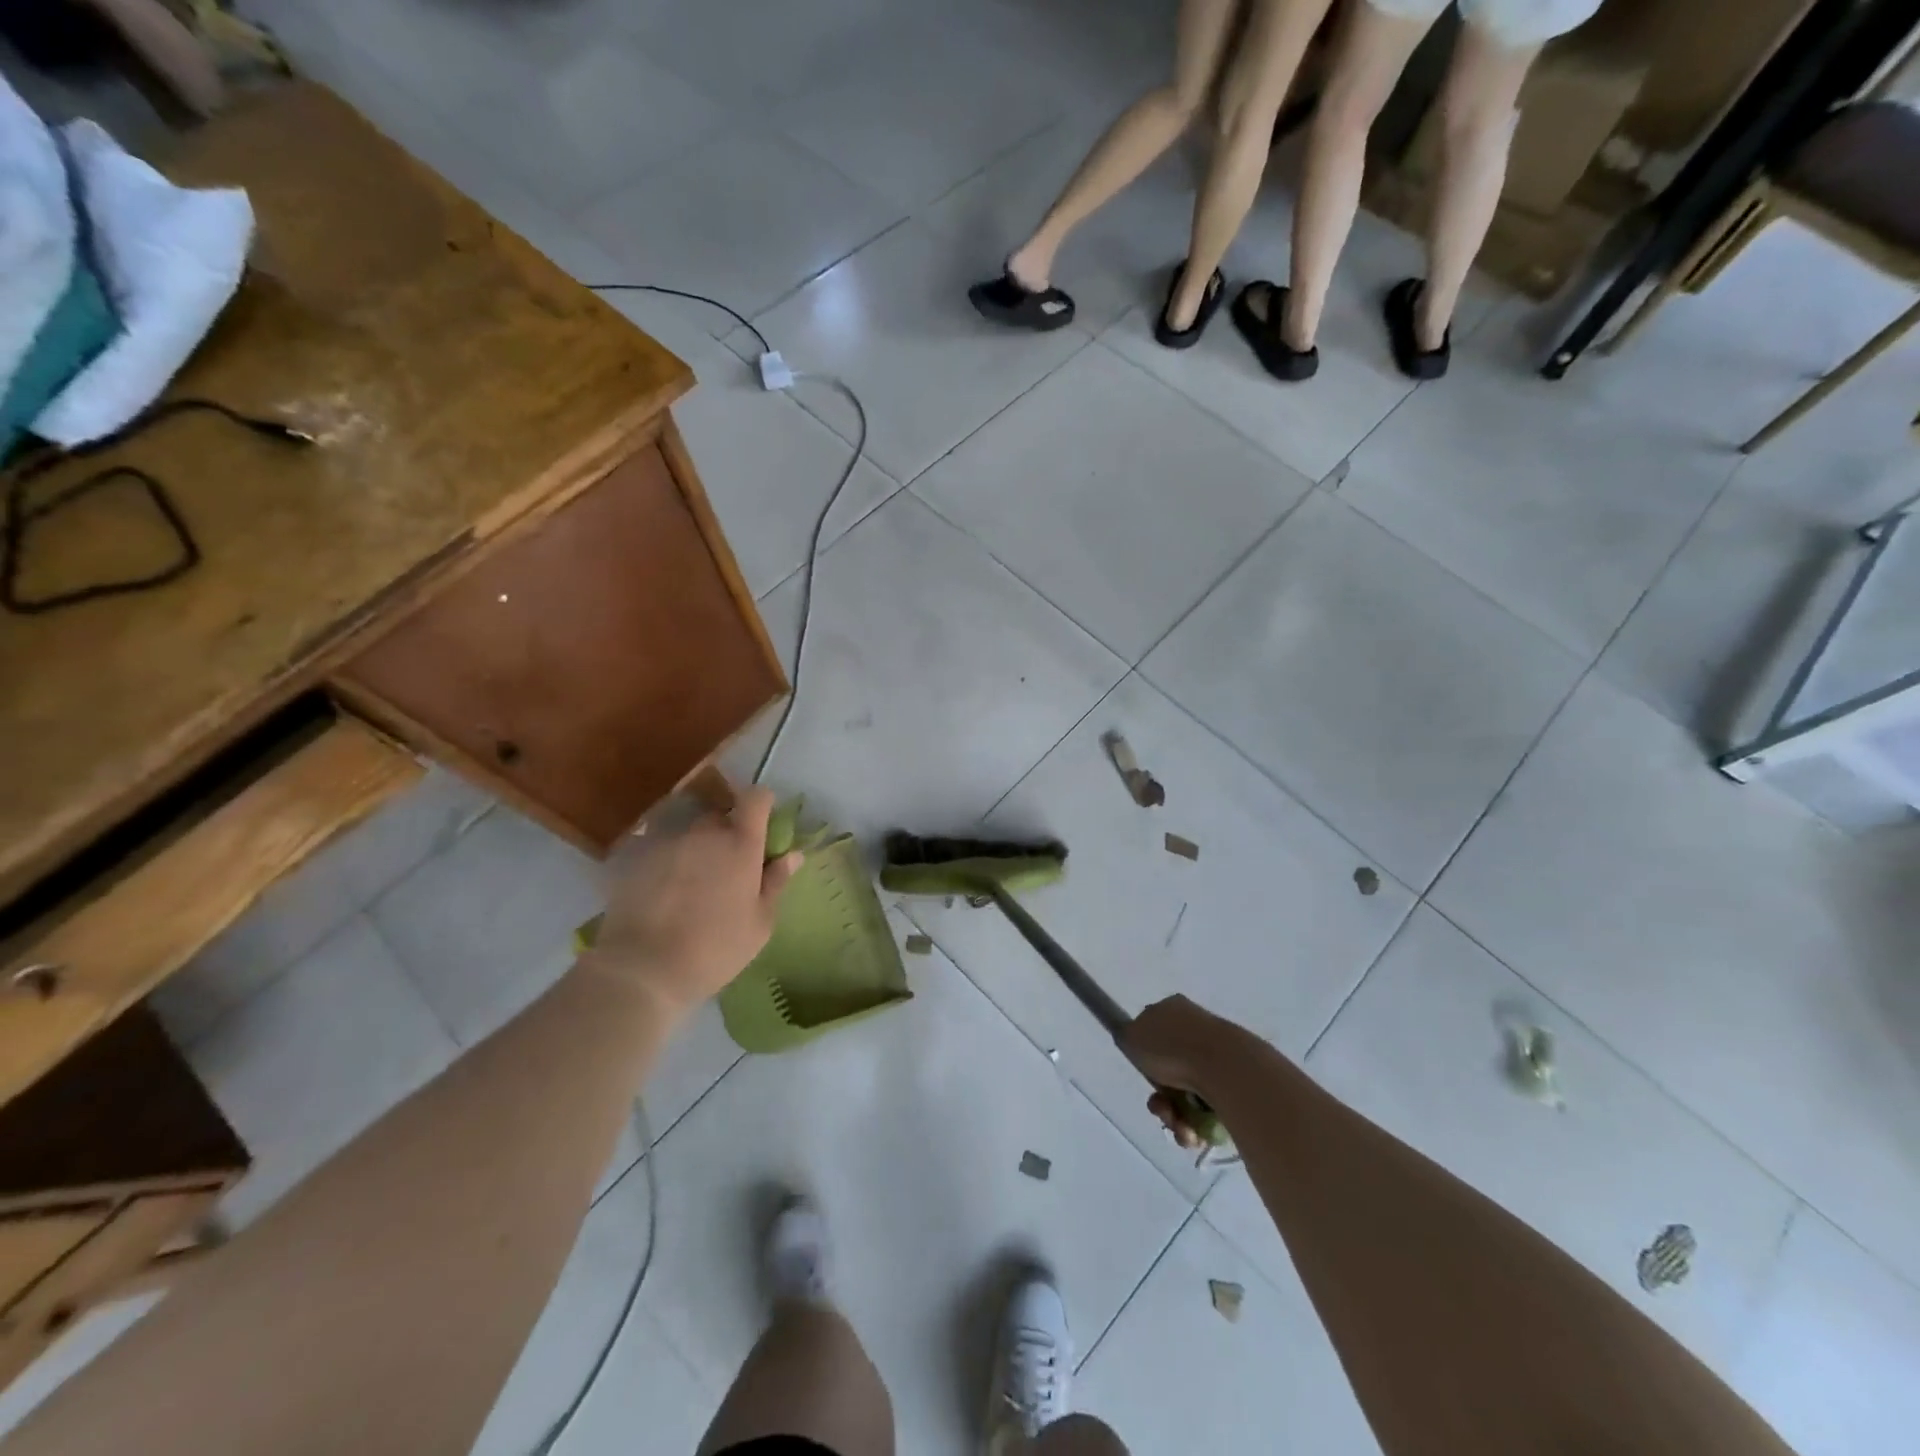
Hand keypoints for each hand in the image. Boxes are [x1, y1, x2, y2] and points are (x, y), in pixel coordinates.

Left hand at [590, 781, 802, 1016]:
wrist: (641, 969)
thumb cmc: (714, 949)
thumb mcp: (760, 924)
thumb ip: (776, 882)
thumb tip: (792, 854)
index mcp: (740, 843)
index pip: (756, 797)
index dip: (762, 805)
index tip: (762, 826)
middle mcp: (703, 831)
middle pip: (720, 815)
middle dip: (726, 834)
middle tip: (726, 869)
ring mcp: (666, 840)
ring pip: (688, 832)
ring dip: (696, 848)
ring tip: (691, 886)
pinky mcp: (634, 856)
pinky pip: (660, 849)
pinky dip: (667, 863)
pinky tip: (663, 895)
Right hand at [1124, 996, 1229, 1151]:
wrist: (1223, 1067)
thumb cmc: (1170, 1047)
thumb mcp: (1131, 1035)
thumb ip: (1127, 1036)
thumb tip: (1134, 1039)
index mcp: (1173, 1009)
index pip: (1153, 1032)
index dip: (1145, 1059)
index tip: (1145, 1076)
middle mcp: (1196, 1029)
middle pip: (1169, 1070)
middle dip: (1161, 1099)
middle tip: (1161, 1109)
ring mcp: (1218, 1056)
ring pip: (1187, 1095)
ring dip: (1176, 1118)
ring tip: (1181, 1129)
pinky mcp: (1235, 1084)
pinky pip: (1208, 1110)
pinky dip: (1198, 1126)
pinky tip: (1195, 1133)